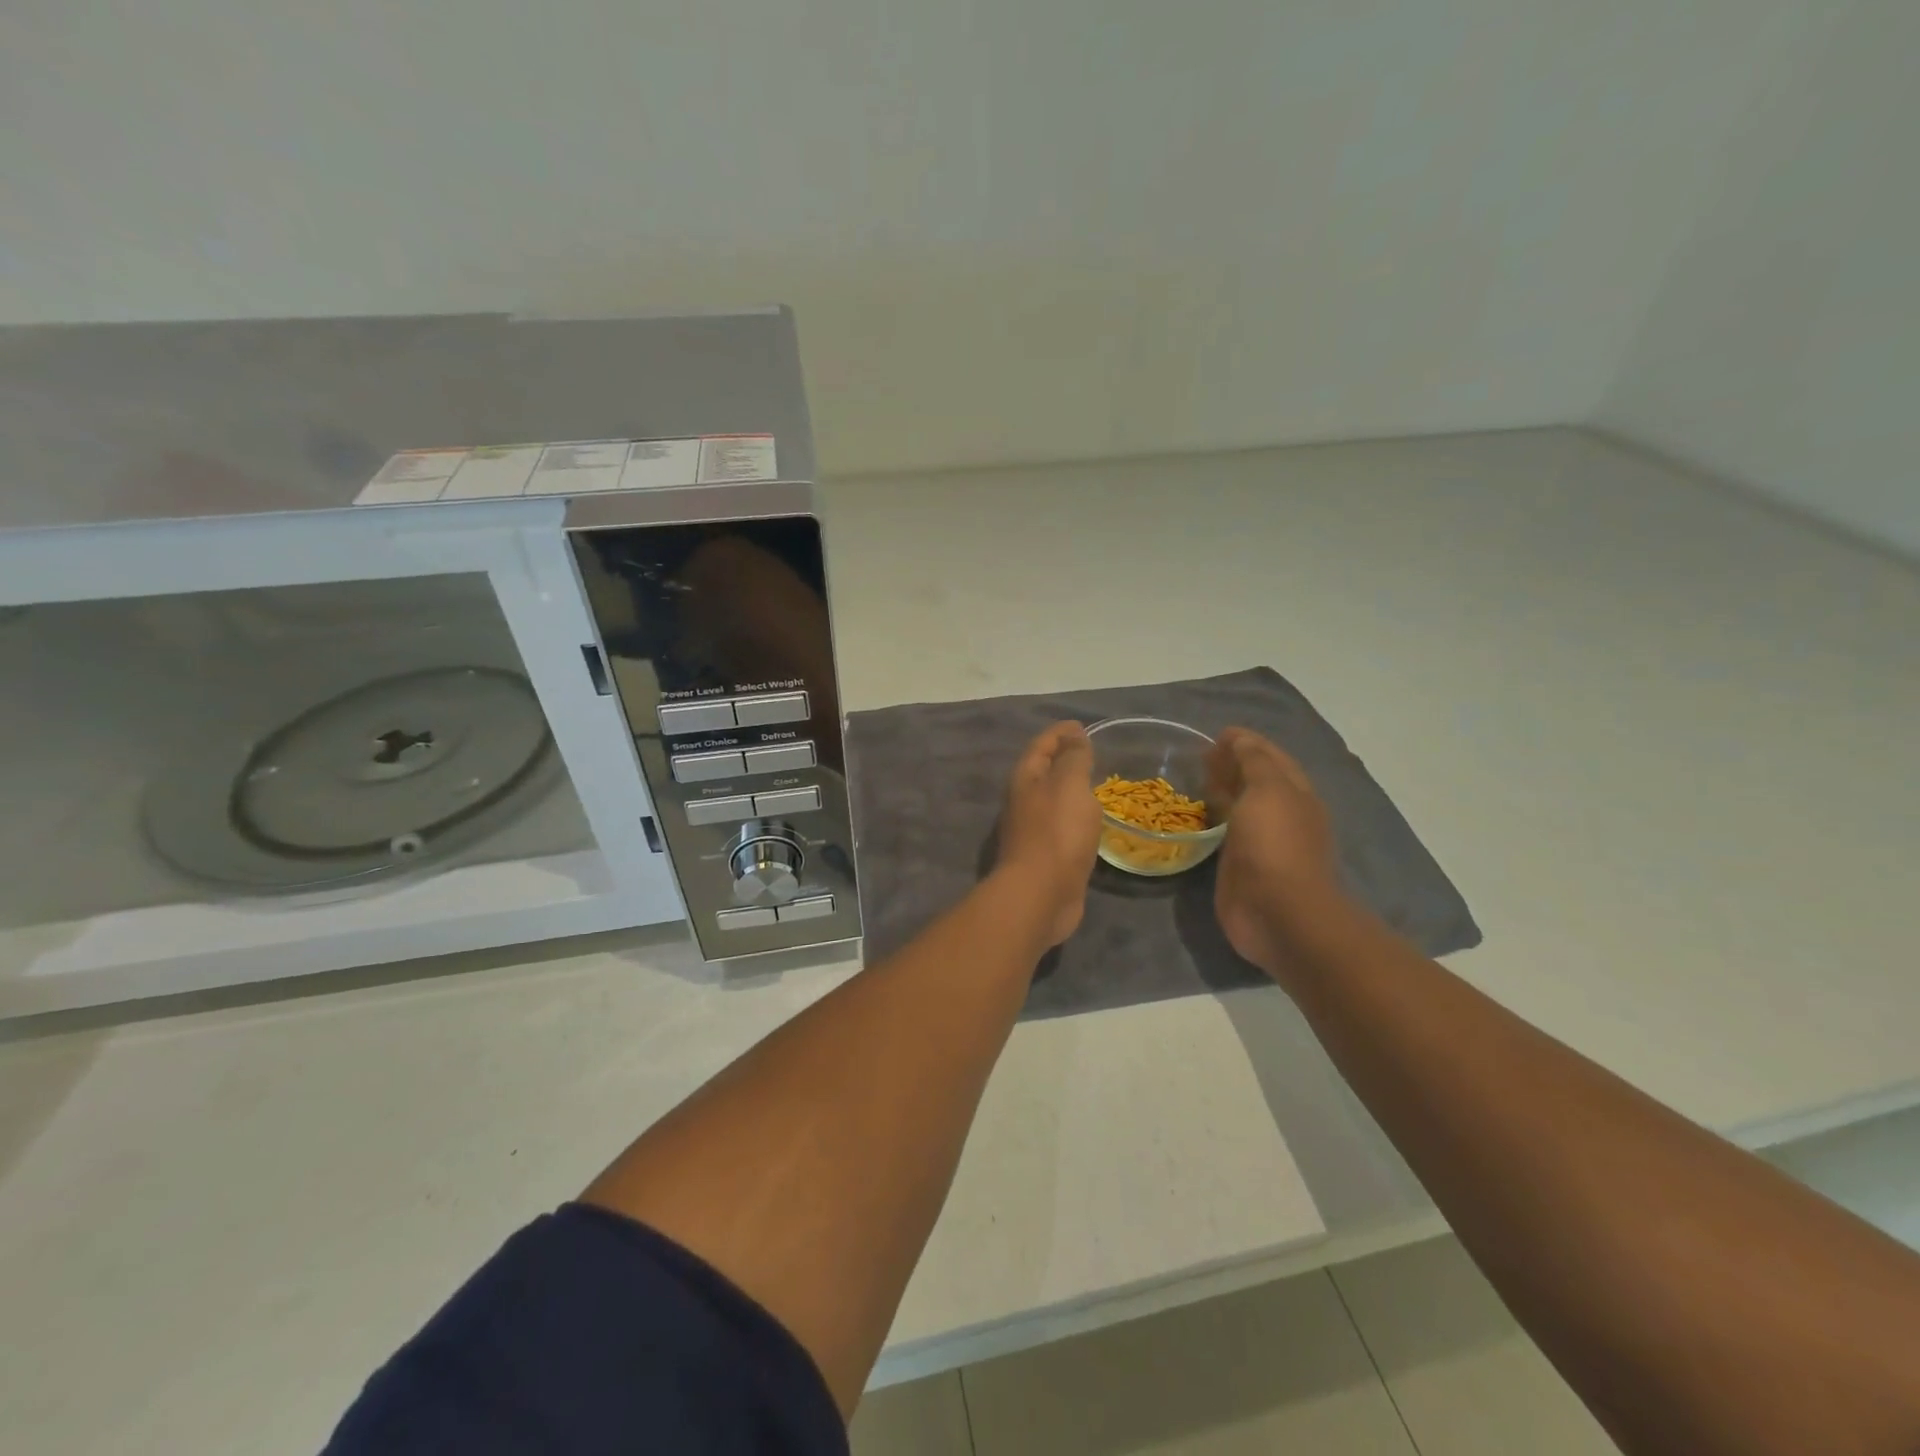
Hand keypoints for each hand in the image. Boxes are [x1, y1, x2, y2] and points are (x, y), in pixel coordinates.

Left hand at [995, 721, 1102, 946]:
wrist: (1040, 895)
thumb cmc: (1056, 832)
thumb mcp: (1069, 784)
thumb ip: (1073, 758)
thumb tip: (1074, 736)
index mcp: (1025, 779)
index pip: (1042, 745)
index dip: (1061, 732)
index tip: (1082, 725)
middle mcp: (1023, 802)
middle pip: (1043, 771)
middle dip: (1064, 759)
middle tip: (1092, 753)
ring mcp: (1032, 831)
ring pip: (1052, 801)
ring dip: (1070, 790)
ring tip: (1096, 784)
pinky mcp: (1045, 857)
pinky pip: (1061, 826)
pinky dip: (1075, 817)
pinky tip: (1091, 822)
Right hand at [1206, 728, 1347, 974]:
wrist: (1279, 913)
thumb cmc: (1276, 845)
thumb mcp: (1268, 790)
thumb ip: (1253, 761)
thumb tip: (1239, 739)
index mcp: (1295, 793)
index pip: (1270, 757)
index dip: (1246, 742)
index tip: (1216, 734)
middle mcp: (1283, 814)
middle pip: (1256, 781)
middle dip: (1232, 764)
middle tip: (1201, 757)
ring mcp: (1263, 842)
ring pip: (1242, 806)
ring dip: (1223, 790)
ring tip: (1196, 780)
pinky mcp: (1242, 866)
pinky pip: (1227, 832)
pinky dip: (1214, 818)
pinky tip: (1198, 815)